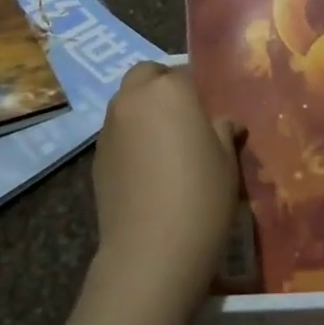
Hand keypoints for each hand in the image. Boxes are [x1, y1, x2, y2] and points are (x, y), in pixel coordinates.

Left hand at [91, 61, 240, 305]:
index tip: (208, 113)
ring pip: (127, 102)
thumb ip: (224, 132)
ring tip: (164, 145)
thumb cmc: (201, 197)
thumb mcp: (227, 162)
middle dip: (162, 86)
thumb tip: (225, 123)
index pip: (184, 72)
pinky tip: (146, 170)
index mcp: (170, 89)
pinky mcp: (96, 156)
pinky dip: (130, 138)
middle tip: (183, 116)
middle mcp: (134, 98)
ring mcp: (110, 127)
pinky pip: (117, 133)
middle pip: (146, 75)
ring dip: (143, 110)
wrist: (150, 251)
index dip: (197, 90)